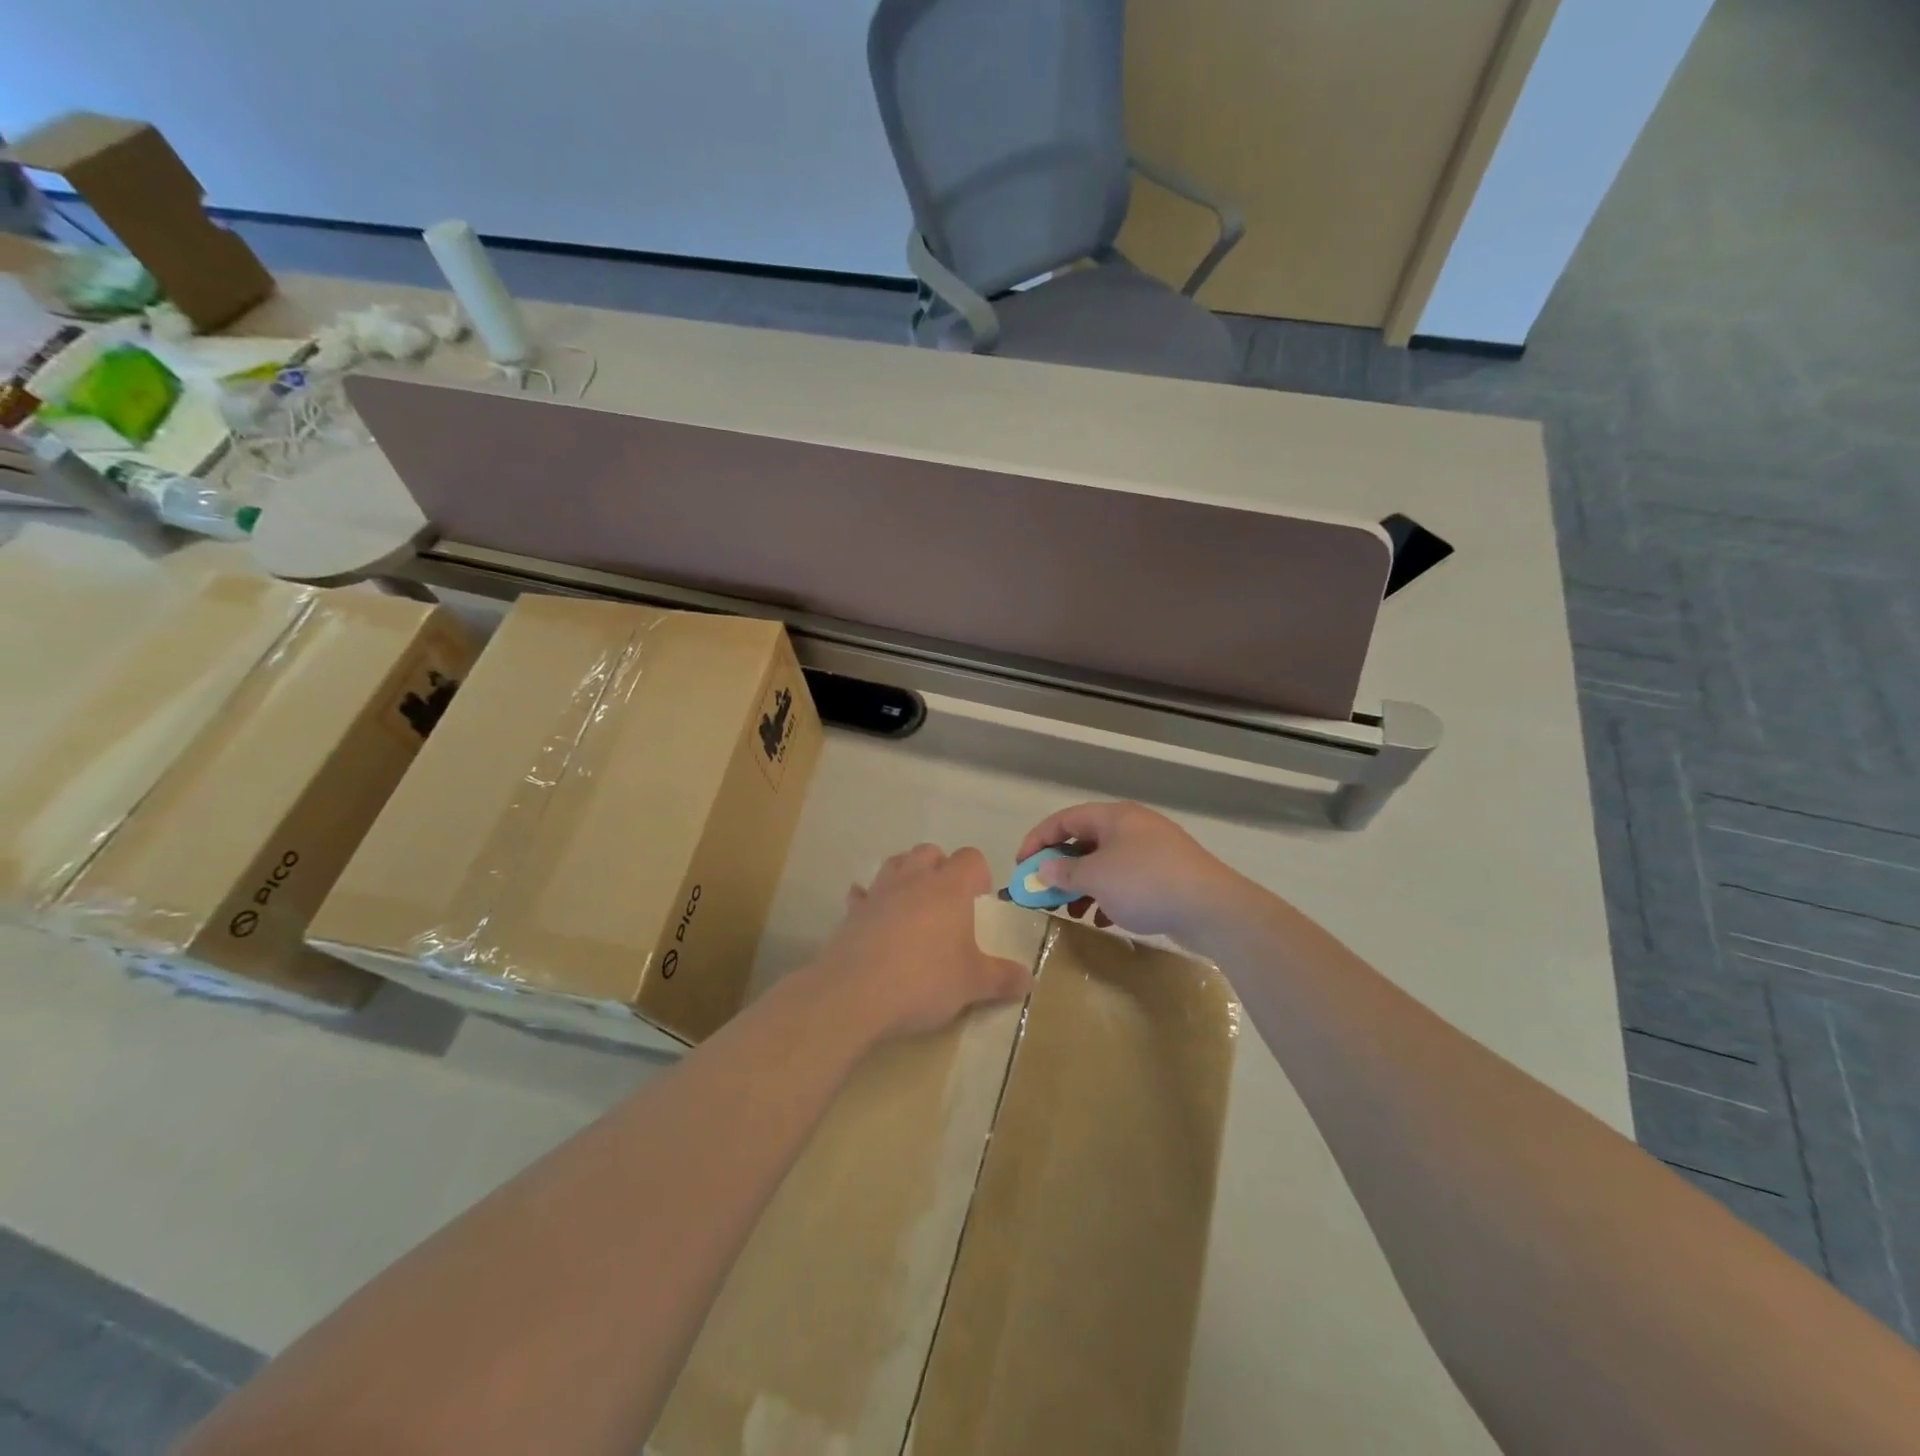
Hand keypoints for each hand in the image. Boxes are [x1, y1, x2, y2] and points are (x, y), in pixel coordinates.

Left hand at [815, 844, 1030, 1042]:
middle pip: (930, 852)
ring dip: (906, 875)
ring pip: (895, 863)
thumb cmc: (924, 980)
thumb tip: (1030, 980)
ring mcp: (880, 891)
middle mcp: (914, 879)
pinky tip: (874, 918)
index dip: (979, 876)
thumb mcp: (973, 984)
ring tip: (914, 905)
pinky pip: (862, 894)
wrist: (855, 993)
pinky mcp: (853, 911)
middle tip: (948, 904)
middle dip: (941, 868)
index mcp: (950, 887)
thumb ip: (1003, 978)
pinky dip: (870, 900)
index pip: (971, 858)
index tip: (980, 903)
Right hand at [1015, 802, 1245, 942]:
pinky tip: (1104, 919)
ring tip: (1072, 912)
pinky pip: (1127, 880)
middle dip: (1062, 868)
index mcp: (1113, 816)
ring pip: (1106, 863)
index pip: (1064, 820)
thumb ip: (1064, 872)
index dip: (1038, 840)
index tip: (1021, 866)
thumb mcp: (1096, 877)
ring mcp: (1153, 850)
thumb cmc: (1145, 883)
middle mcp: (1132, 826)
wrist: (1211, 907)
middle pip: (1085, 841)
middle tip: (1045, 892)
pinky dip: (1109, 895)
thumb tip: (1044, 868)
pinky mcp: (1168, 874)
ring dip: (1084, 885)